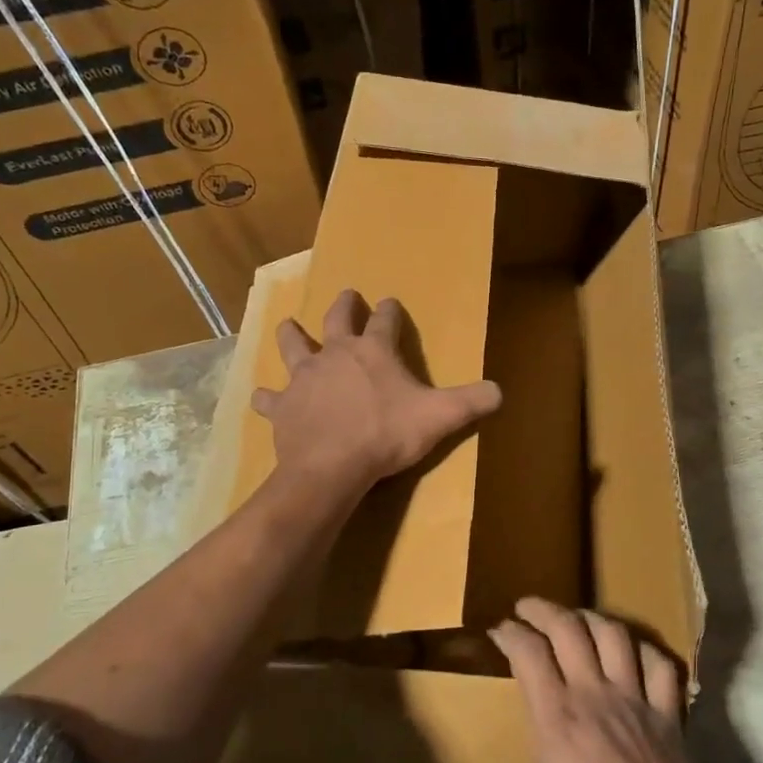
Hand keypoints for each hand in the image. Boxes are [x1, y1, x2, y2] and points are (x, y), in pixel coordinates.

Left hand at [252, 289, 501, 495]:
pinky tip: (262, 397)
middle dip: (344, 306)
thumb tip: (501, 391)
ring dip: (291, 335)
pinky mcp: (283, 407)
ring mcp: (304, 378)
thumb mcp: (440, 417)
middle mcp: (335, 354)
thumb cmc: (387, 434)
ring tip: (289, 326)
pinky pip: (269, 398)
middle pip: (336, 320)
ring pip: (293, 346)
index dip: (391, 311)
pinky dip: (267, 397)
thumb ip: (472, 402)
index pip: (385, 320)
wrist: (332, 466)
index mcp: (373, 351)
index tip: (391, 302)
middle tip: (347, 295)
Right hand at [454, 598, 749, 762]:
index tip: (499, 630)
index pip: (530, 654)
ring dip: (591, 618)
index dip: (511, 634)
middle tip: (527, 607)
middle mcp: (595, 695)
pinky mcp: (669, 715)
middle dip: (544, 609)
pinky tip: (633, 651)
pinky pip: (660, 665)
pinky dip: (645, 649)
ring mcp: (636, 700)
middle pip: (569, 629)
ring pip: (614, 636)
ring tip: (575, 619)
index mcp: (558, 719)